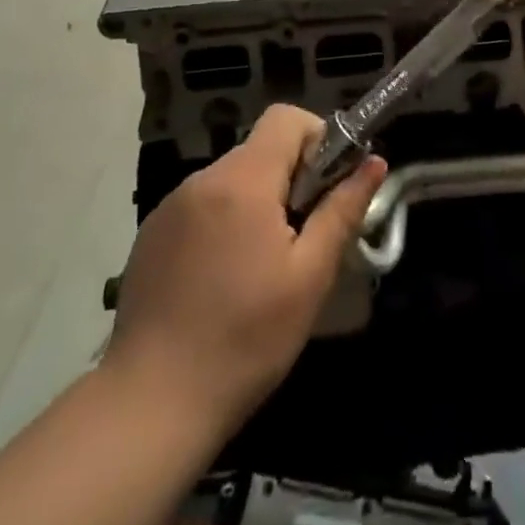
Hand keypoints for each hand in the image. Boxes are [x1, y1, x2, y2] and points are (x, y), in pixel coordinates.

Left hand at [106, 105, 387, 432]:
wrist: (150, 405)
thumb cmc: (244, 341)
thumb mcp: (309, 278)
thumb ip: (342, 211)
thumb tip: (374, 162)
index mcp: (243, 181)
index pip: (286, 119)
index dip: (317, 140)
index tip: (326, 189)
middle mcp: (203, 179)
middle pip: (260, 150)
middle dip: (290, 180)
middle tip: (301, 240)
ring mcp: (171, 205)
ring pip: (232, 179)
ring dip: (257, 203)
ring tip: (261, 268)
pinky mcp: (151, 234)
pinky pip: (202, 206)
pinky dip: (224, 223)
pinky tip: (221, 280)